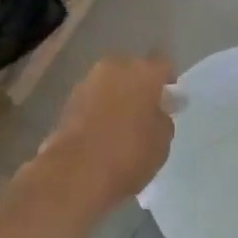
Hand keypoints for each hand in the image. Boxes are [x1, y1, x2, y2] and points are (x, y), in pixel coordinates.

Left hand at [30, 54, 175, 218]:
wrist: (75, 172)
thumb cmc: (129, 153)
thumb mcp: (162, 140)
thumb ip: (163, 118)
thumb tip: (157, 112)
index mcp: (143, 72)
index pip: (163, 66)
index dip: (167, 81)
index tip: (169, 100)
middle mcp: (115, 68)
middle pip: (132, 70)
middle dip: (139, 86)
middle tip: (145, 111)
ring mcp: (87, 83)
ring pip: (110, 84)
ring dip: (116, 97)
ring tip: (122, 124)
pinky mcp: (68, 101)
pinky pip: (92, 100)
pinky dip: (98, 110)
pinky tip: (102, 132)